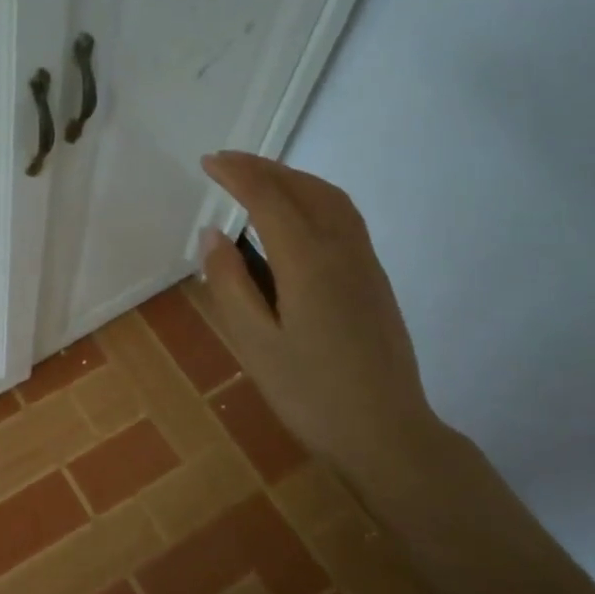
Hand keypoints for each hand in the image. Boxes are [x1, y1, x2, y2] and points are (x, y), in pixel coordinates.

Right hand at [198, 151, 446, 484]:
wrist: (385, 432)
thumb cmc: (310, 393)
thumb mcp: (255, 344)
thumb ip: (231, 284)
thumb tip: (213, 235)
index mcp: (308, 262)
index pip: (268, 199)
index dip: (237, 175)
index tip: (208, 162)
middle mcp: (341, 249)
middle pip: (303, 189)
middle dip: (264, 168)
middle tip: (227, 162)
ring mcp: (365, 262)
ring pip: (330, 198)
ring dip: (293, 178)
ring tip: (259, 179)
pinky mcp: (375, 278)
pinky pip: (344, 216)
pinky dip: (314, 196)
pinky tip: (298, 214)